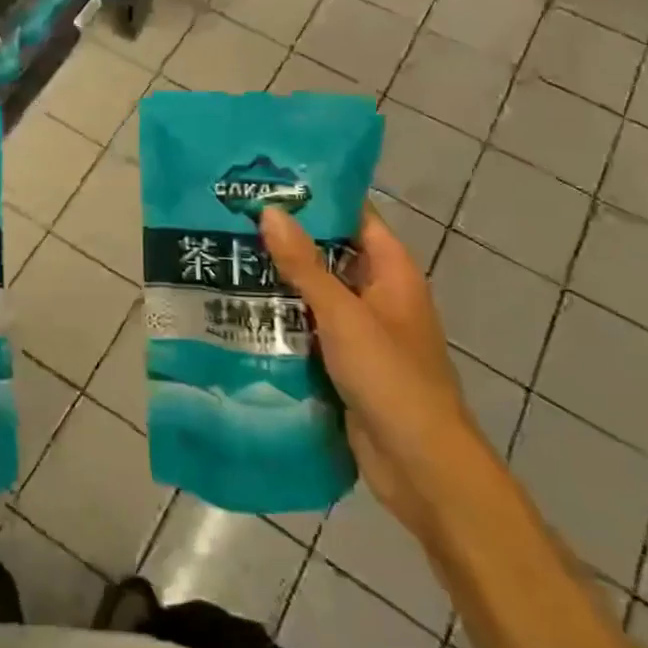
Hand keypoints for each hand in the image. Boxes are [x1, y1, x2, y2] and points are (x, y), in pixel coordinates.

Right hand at [259, 201, 490, 540]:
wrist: (420, 466)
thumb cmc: (390, 377)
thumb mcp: (343, 315)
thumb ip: (304, 265)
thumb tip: (270, 212)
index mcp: (392, 272)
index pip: (355, 217)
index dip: (318, 197)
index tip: (270, 182)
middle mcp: (378, 294)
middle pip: (330, 253)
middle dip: (288, 239)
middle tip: (234, 217)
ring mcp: (361, 331)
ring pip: (315, 293)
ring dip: (280, 281)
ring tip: (227, 255)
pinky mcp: (344, 362)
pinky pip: (309, 329)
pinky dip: (283, 318)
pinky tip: (241, 309)